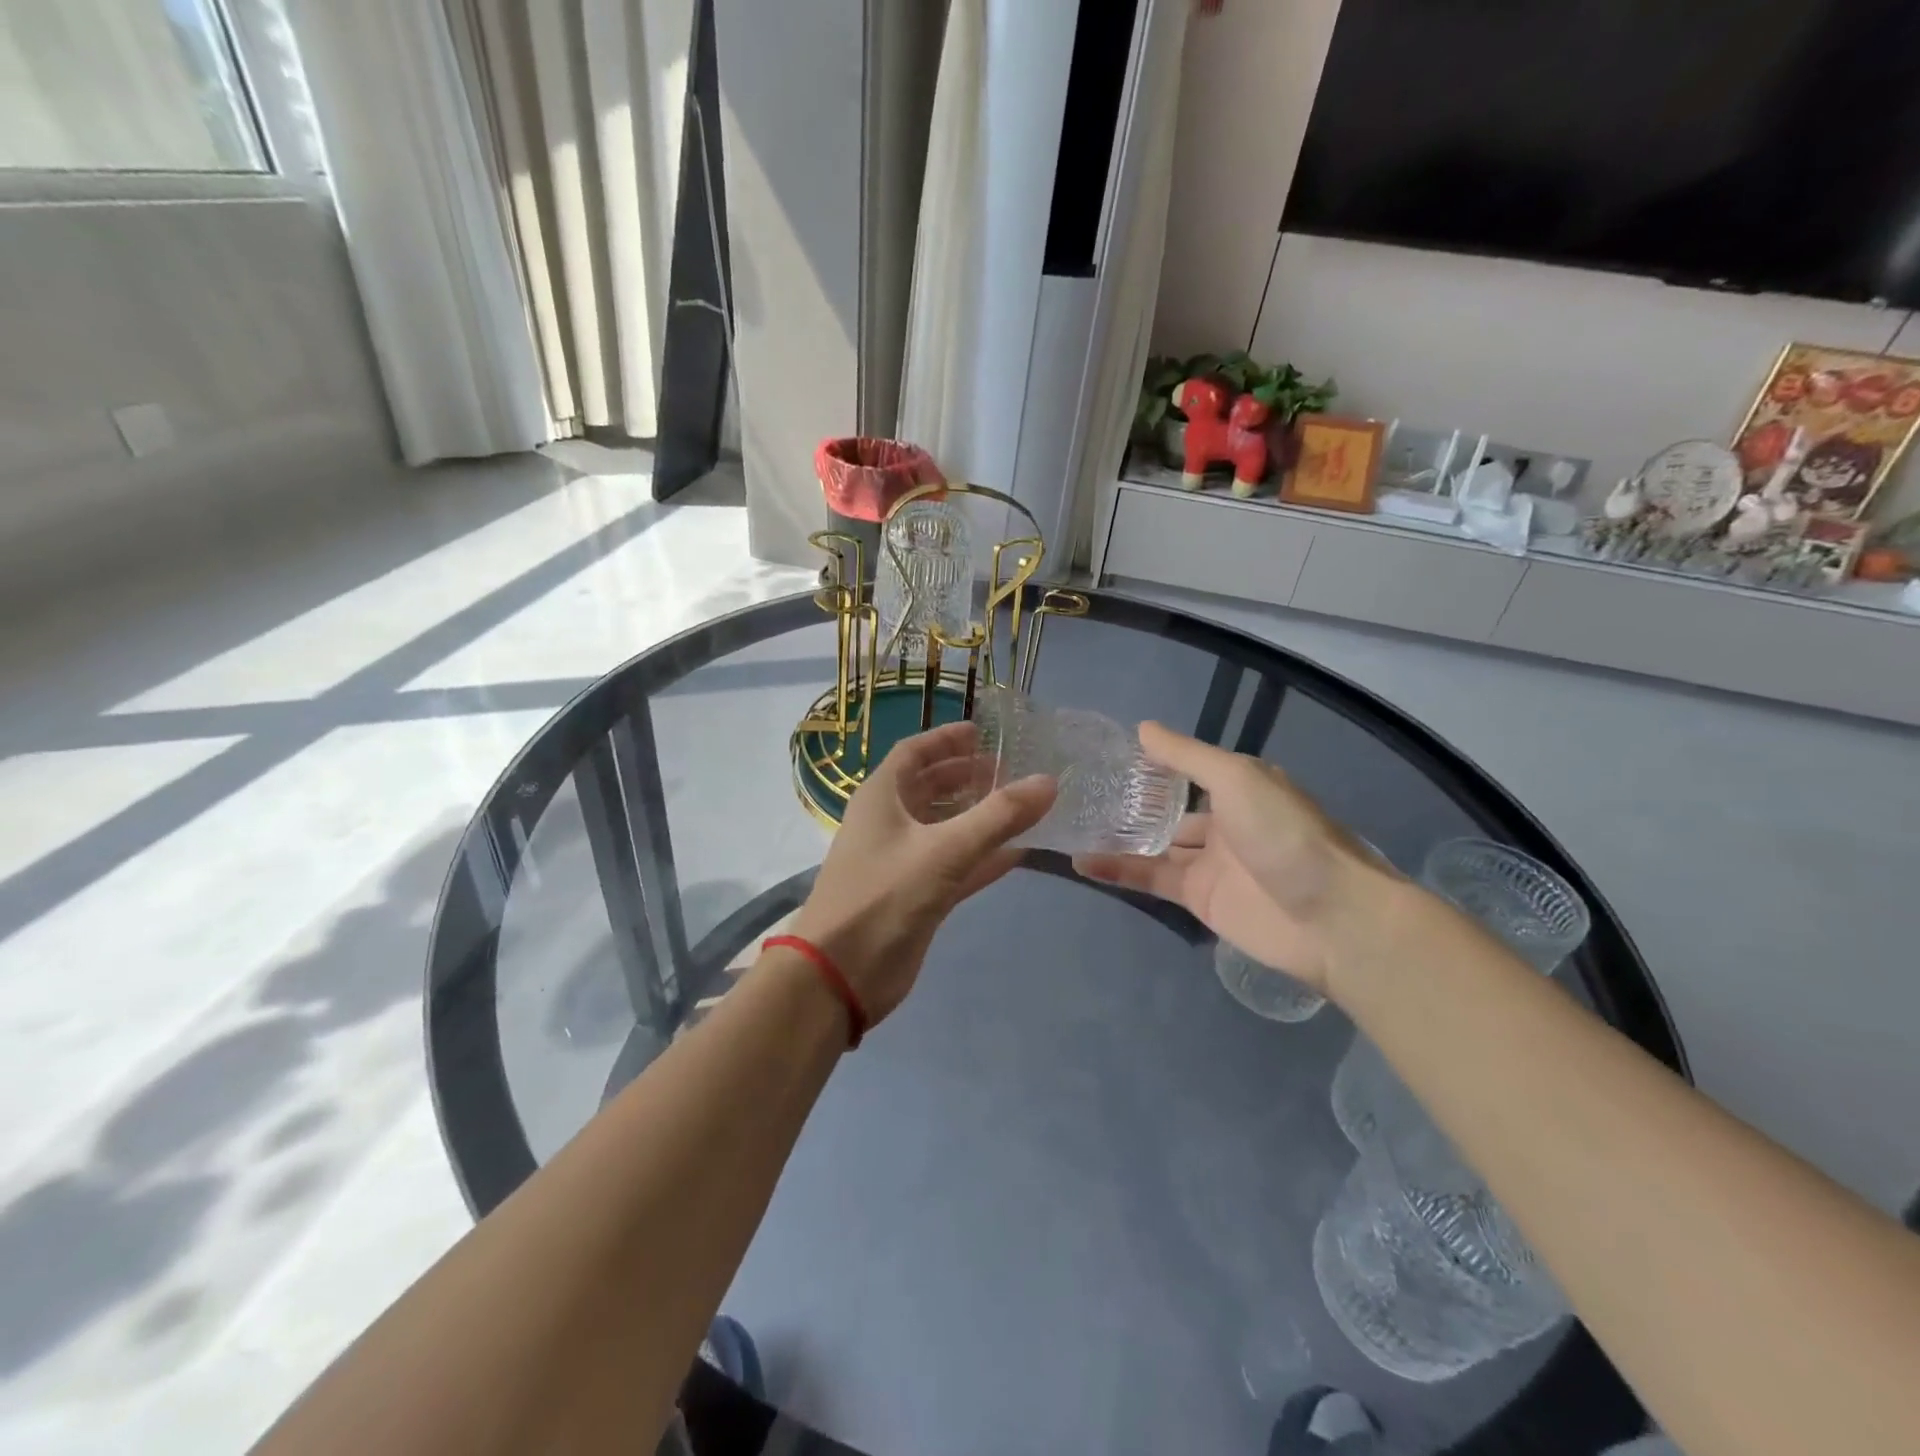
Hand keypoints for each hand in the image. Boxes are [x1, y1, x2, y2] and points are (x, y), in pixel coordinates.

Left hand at [790, 722, 1055, 1024]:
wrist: (841, 975)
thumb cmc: (884, 896)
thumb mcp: (944, 850)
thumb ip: (998, 816)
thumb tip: (1048, 781)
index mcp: (881, 797)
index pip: (915, 752)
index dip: (947, 739)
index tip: (985, 733)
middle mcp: (889, 822)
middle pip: (931, 787)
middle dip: (968, 776)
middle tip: (1013, 769)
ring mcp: (902, 860)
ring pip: (946, 827)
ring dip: (979, 815)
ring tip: (1023, 804)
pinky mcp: (916, 895)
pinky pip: (955, 864)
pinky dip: (983, 856)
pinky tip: (1019, 852)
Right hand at [1074, 723, 1395, 997]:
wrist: (1332, 918)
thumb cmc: (1286, 834)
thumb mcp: (1237, 779)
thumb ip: (1187, 756)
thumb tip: (1142, 729)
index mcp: (1239, 786)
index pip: (1187, 768)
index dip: (1151, 763)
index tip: (1106, 755)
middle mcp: (1223, 821)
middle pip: (1167, 809)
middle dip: (1130, 803)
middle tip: (1077, 793)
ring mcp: (1210, 862)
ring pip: (1153, 846)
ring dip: (1116, 837)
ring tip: (1068, 825)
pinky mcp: (1198, 899)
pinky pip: (1152, 880)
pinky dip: (1119, 871)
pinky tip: (1082, 863)